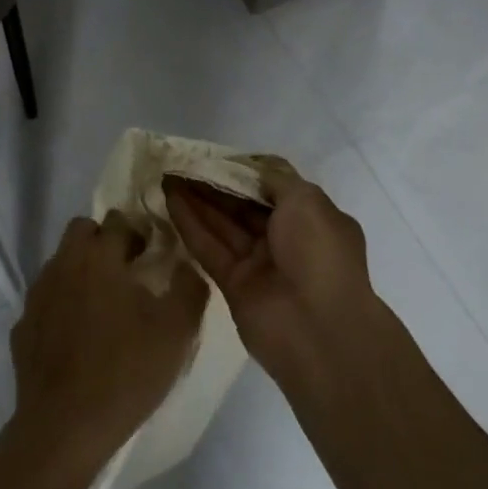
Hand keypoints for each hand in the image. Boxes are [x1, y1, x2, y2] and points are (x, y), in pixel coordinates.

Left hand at [5, 212, 208, 483]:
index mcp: (99, 256)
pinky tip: (77, 337)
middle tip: (127, 273)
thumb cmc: (124, 372)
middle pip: (82, 231)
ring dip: (82, 271)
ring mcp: (38, 294)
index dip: (138, 233)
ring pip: (62, 263)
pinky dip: (62, 306)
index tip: (152, 256)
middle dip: (104, 241)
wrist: (63, 429)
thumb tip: (187, 264)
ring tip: (104, 308)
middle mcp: (64, 264)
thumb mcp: (176, 332)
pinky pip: (47, 300)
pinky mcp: (23, 326)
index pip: (118, 221)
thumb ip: (189, 287)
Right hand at [165, 156, 376, 396]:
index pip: (272, 188)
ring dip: (197, 200)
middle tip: (182, 164)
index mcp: (311, 219)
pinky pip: (210, 248)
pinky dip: (190, 224)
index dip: (243, 171)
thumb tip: (250, 169)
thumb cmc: (319, 253)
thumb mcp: (306, 200)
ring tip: (168, 175)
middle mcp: (286, 240)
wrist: (319, 331)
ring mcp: (259, 264)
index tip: (215, 156)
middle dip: (215, 184)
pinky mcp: (234, 286)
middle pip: (243, 206)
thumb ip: (274, 179)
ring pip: (223, 225)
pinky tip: (170, 199)